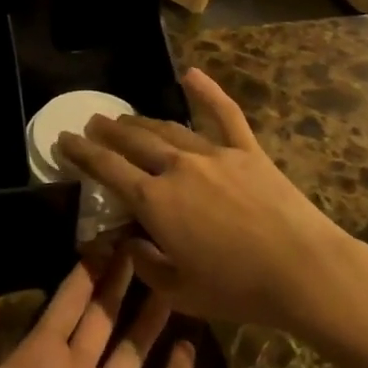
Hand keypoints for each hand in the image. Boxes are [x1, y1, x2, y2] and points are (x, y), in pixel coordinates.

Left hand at [0, 253, 194, 367]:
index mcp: (40, 354)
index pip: (69, 302)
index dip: (86, 272)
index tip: (105, 240)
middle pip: (104, 319)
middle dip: (121, 284)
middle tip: (141, 247)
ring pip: (134, 352)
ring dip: (150, 319)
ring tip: (169, 284)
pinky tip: (188, 347)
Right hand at [54, 67, 354, 332]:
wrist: (303, 271)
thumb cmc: (238, 289)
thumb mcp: (180, 292)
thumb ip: (146, 265)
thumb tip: (129, 244)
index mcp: (156, 202)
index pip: (108, 169)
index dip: (82, 153)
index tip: (64, 139)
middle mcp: (177, 168)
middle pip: (134, 140)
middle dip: (108, 131)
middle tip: (93, 123)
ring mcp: (214, 154)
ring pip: (169, 128)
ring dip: (142, 121)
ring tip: (126, 118)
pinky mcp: (247, 151)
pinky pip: (224, 114)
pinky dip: (207, 92)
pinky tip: (190, 74)